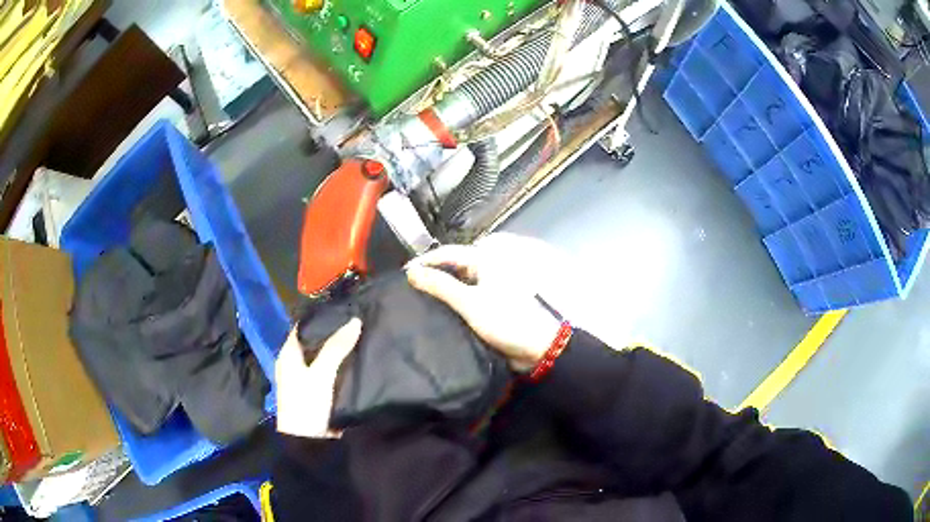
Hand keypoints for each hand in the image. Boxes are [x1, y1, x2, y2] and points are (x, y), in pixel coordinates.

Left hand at [275, 318, 361, 437]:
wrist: (310, 444)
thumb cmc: (307, 403)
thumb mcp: (321, 373)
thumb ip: (337, 347)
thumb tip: (355, 320)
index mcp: (288, 355)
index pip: (303, 326)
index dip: (320, 315)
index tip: (343, 304)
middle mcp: (296, 364)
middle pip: (316, 342)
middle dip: (334, 332)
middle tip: (359, 318)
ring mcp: (308, 380)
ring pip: (326, 358)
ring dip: (341, 349)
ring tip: (364, 334)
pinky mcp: (321, 393)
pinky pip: (333, 373)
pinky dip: (344, 365)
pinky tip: (361, 358)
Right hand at [406, 238, 562, 371]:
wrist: (535, 348)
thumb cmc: (505, 320)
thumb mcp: (470, 302)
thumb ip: (440, 285)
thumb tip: (411, 272)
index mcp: (484, 260)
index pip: (446, 253)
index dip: (423, 261)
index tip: (401, 274)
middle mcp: (484, 269)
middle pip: (451, 266)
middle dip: (429, 275)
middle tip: (405, 288)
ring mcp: (486, 288)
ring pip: (456, 283)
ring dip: (438, 290)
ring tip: (413, 300)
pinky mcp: (487, 305)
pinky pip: (463, 298)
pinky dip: (449, 302)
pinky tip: (433, 311)